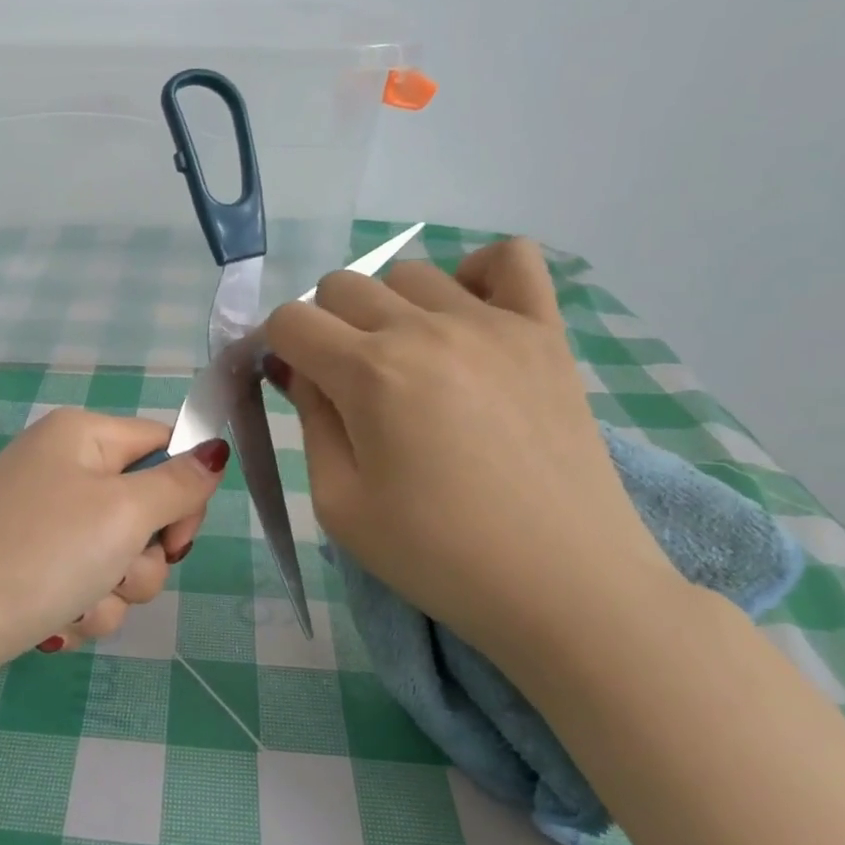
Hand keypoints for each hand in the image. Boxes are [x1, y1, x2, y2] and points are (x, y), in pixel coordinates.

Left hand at [0, 408, 227, 687]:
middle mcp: (60, 469)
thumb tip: (215, 449)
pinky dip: (79, 610)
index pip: (165, 445)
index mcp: (82, 436)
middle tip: (114, 573)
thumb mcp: (123, 512)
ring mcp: (40, 521)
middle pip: (143, 511)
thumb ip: (179, 483)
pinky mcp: (27, 567)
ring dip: (111, 594)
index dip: (183, 495)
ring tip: (74, 605)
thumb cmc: (39, 553)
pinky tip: (51, 623)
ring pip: (117, 560)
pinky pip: (83, 586)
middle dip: (140, 560)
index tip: (176, 541)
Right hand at [265, 239, 676, 662]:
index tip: (297, 387)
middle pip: (341, 287)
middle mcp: (425, 329)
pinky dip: (477, 274)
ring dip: (390, 309)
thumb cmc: (438, 556)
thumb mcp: (340, 504)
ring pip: (409, 273)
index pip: (291, 321)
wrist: (566, 587)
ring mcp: (492, 323)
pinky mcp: (545, 332)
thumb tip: (299, 370)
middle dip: (325, 329)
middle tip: (349, 387)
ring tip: (411, 364)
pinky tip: (469, 319)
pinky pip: (510, 257)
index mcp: (369, 374)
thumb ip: (310, 422)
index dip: (279, 350)